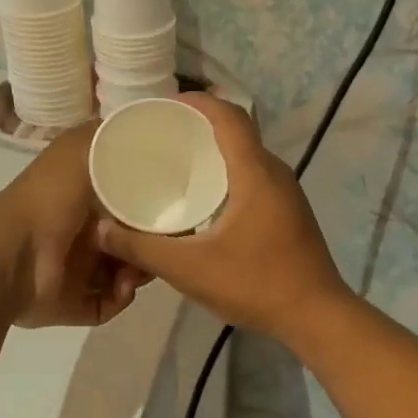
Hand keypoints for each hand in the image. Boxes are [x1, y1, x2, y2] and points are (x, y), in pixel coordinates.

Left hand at [0, 124, 150, 327]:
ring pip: (125, 273)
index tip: (173, 205)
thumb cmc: (49, 198)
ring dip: (139, 272)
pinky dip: (120, 297)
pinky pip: (109, 304)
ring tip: (137, 268)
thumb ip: (107, 135)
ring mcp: (76, 271)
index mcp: (81, 199)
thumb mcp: (79, 149)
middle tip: (161, 244)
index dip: (152, 204)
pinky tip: (121, 287)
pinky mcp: (74, 303)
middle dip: (151, 244)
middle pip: (132, 240)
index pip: (128, 202)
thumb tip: (137, 128)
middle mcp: (81, 234)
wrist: (13, 254)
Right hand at [93, 95, 350, 342]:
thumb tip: (102, 229)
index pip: (228, 115)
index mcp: (255, 172)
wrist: (316, 316)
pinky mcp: (288, 212)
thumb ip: (142, 249)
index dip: (196, 101)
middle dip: (198, 128)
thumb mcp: (190, 269)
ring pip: (246, 157)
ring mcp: (286, 193)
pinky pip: (253, 178)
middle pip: (236, 132)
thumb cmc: (256, 283)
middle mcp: (275, 173)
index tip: (162, 105)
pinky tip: (204, 201)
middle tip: (159, 137)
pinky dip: (227, 176)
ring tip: (175, 164)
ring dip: (214, 153)